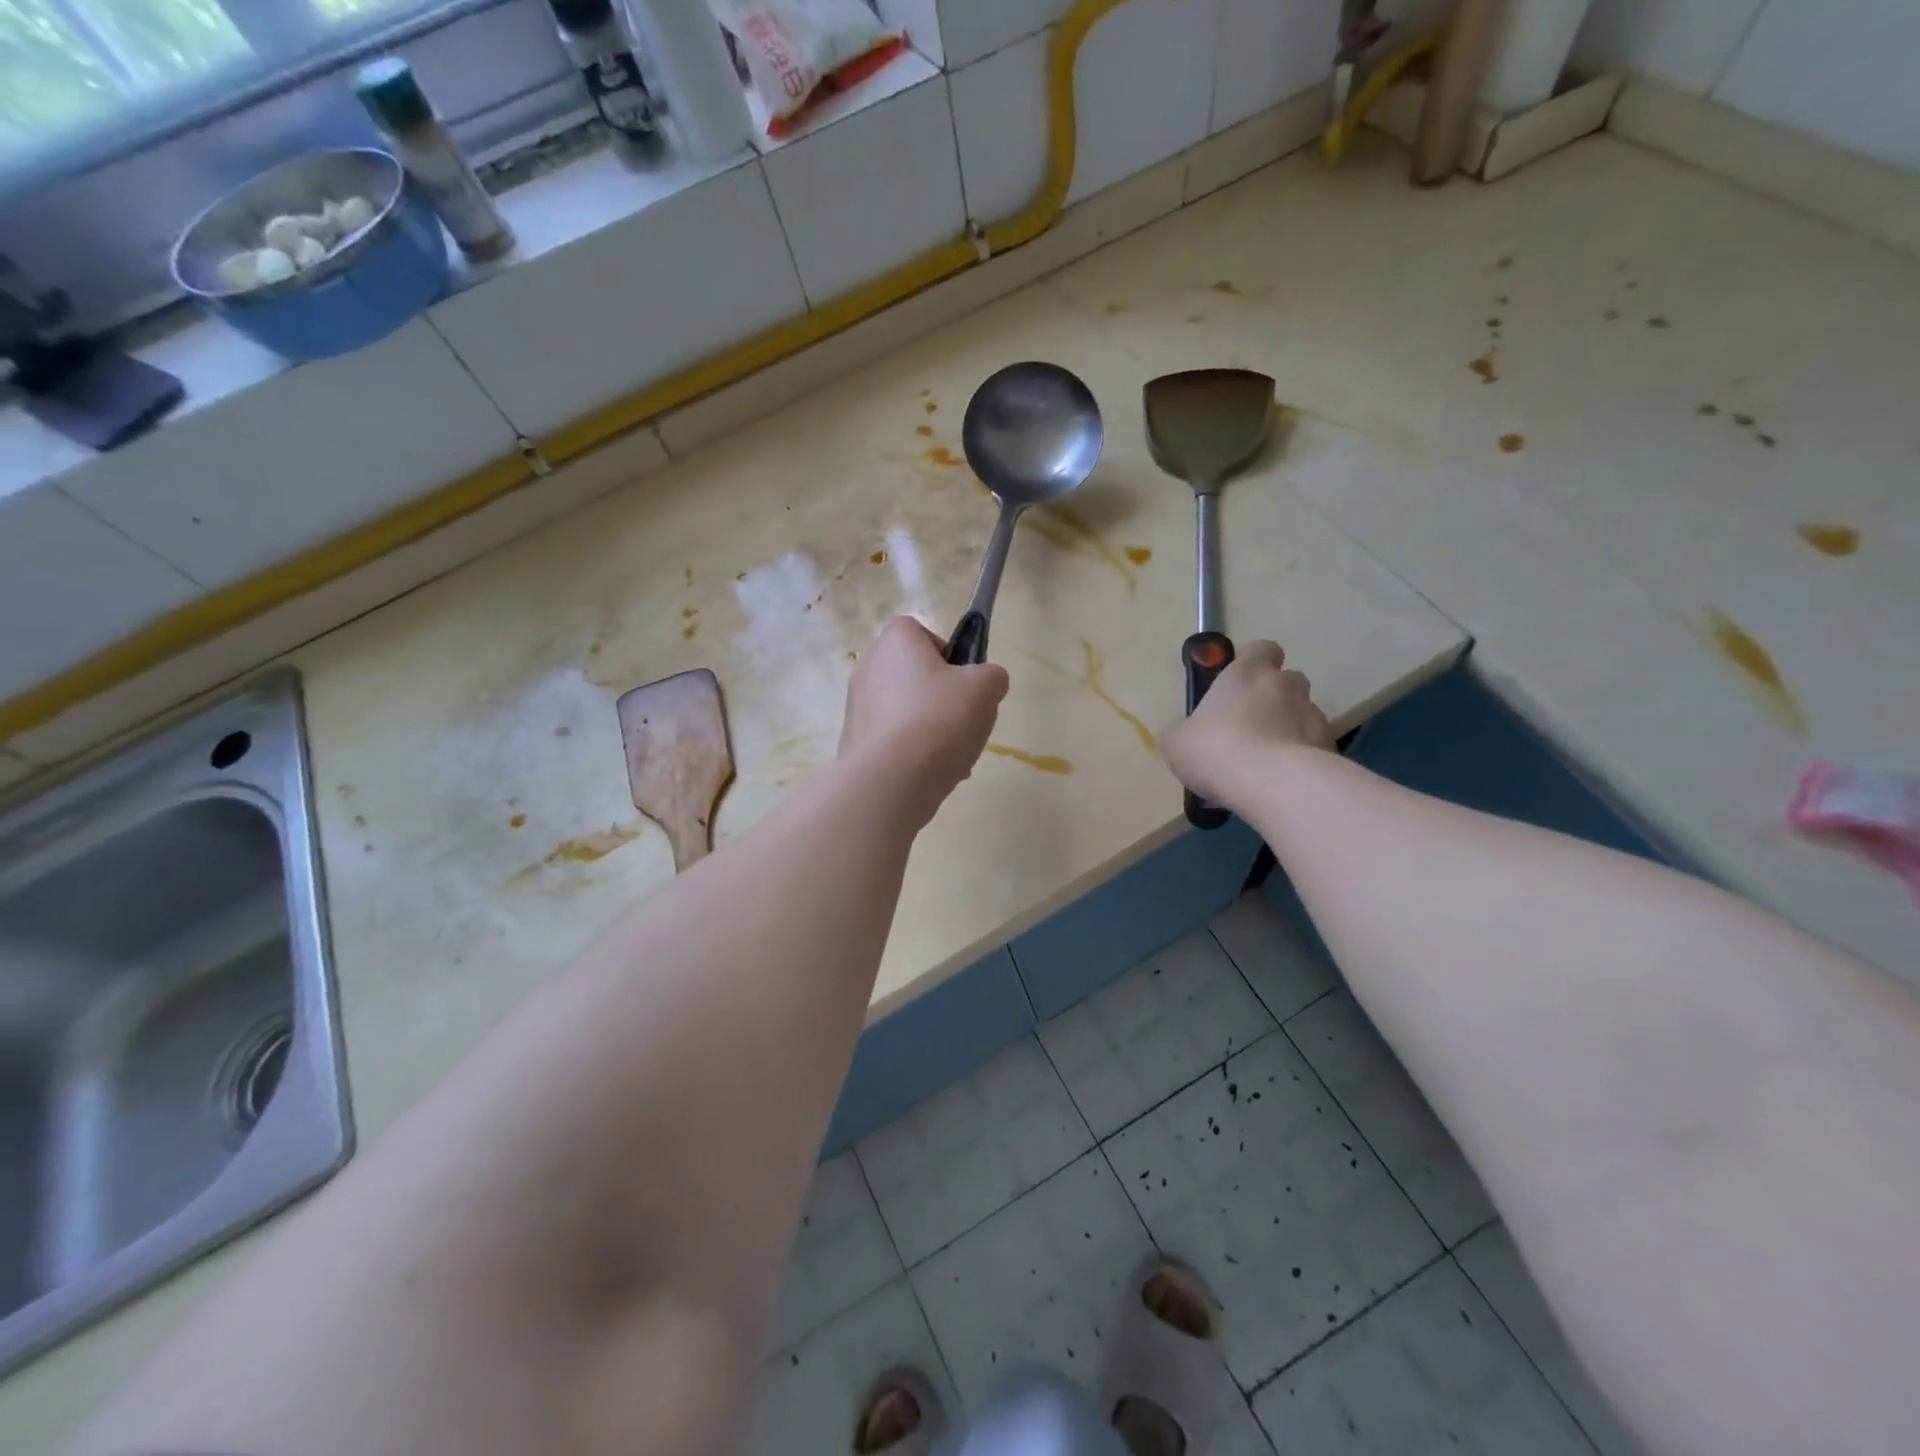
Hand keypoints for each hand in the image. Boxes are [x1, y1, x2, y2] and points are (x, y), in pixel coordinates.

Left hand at [841, 618, 1009, 821]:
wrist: (892, 780)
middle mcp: (868, 667)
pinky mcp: (854, 743)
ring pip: (905, 712)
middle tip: (964, 720)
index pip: (919, 632)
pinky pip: (893, 742)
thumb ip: (992, 676)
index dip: (946, 653)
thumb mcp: (985, 688)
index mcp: (895, 642)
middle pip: (913, 675)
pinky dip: (912, 754)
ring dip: (930, 730)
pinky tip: (931, 774)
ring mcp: (856, 707)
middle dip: (941, 698)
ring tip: (954, 757)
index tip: (963, 680)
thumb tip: (986, 682)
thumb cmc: (940, 719)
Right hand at [1162, 640, 1331, 805]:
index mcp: (1245, 674)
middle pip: (1287, 680)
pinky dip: (1302, 759)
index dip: (1254, 662)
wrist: (1272, 784)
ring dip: (1289, 729)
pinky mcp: (1331, 747)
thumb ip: (1186, 731)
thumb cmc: (1215, 750)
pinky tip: (1282, 782)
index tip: (1241, 682)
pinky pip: (1314, 747)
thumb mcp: (1178, 742)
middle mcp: (1284, 686)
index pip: (1260, 649)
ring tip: (1267, 762)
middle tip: (1251, 726)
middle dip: (1274, 698)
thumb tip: (1190, 735)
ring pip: (1303, 714)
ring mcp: (1313, 715)